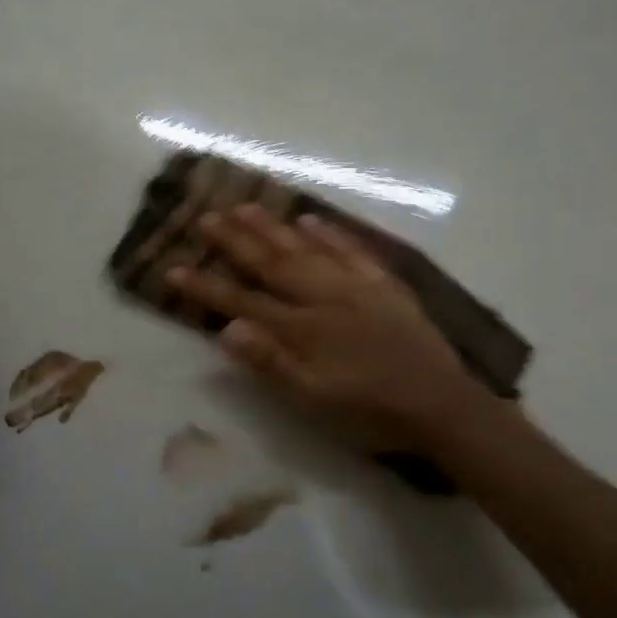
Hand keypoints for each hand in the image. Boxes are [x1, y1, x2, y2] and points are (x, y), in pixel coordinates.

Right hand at [166, 204, 478, 452]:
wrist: (442, 406)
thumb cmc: (370, 411)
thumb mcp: (314, 399)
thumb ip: (271, 363)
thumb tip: (228, 328)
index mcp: (302, 328)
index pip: (243, 301)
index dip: (206, 286)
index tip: (173, 268)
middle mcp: (324, 297)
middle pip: (271, 263)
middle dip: (235, 241)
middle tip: (205, 216)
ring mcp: (356, 286)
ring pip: (307, 249)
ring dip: (274, 228)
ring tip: (245, 206)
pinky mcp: (384, 286)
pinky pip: (352, 251)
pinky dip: (330, 234)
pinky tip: (311, 220)